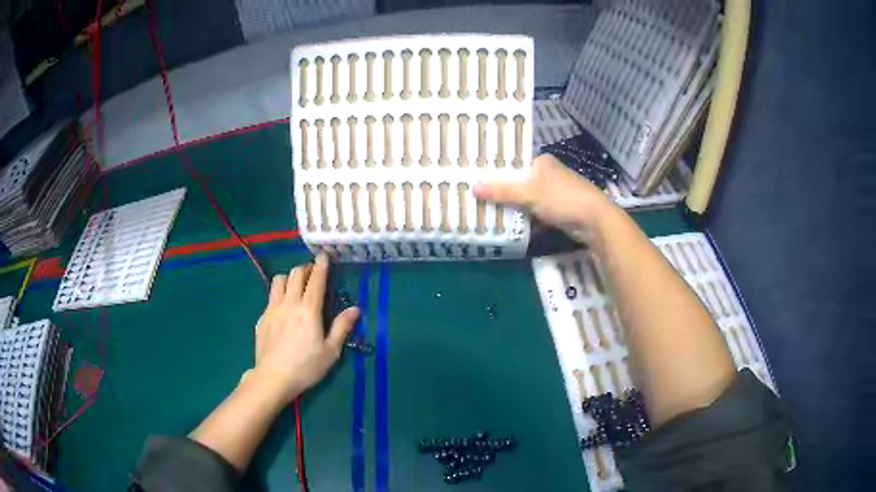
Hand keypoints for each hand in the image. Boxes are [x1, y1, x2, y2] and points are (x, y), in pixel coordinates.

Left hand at [251, 254, 358, 401]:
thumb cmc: (306, 366)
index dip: (321, 266)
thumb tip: (355, 309)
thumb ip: (341, 327)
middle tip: (312, 272)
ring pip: (279, 280)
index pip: (315, 280)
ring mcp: (272, 308)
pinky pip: (270, 296)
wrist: (273, 377)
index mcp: (309, 309)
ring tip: (295, 285)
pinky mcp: (262, 317)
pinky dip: (279, 293)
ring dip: (289, 277)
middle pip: (295, 274)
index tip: (324, 255)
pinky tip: (283, 307)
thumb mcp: (330, 351)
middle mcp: (289, 303)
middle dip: (305, 268)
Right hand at [474, 154, 615, 241]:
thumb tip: (472, 186)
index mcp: (541, 162)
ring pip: (526, 198)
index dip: (495, 169)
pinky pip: (534, 211)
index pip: (513, 162)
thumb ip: (501, 191)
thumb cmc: (562, 198)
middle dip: (501, 190)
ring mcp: (554, 192)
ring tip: (486, 210)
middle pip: (518, 181)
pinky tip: (508, 223)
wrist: (595, 220)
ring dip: (511, 206)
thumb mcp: (529, 193)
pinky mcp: (558, 209)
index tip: (475, 177)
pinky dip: (524, 217)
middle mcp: (547, 173)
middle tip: (476, 196)